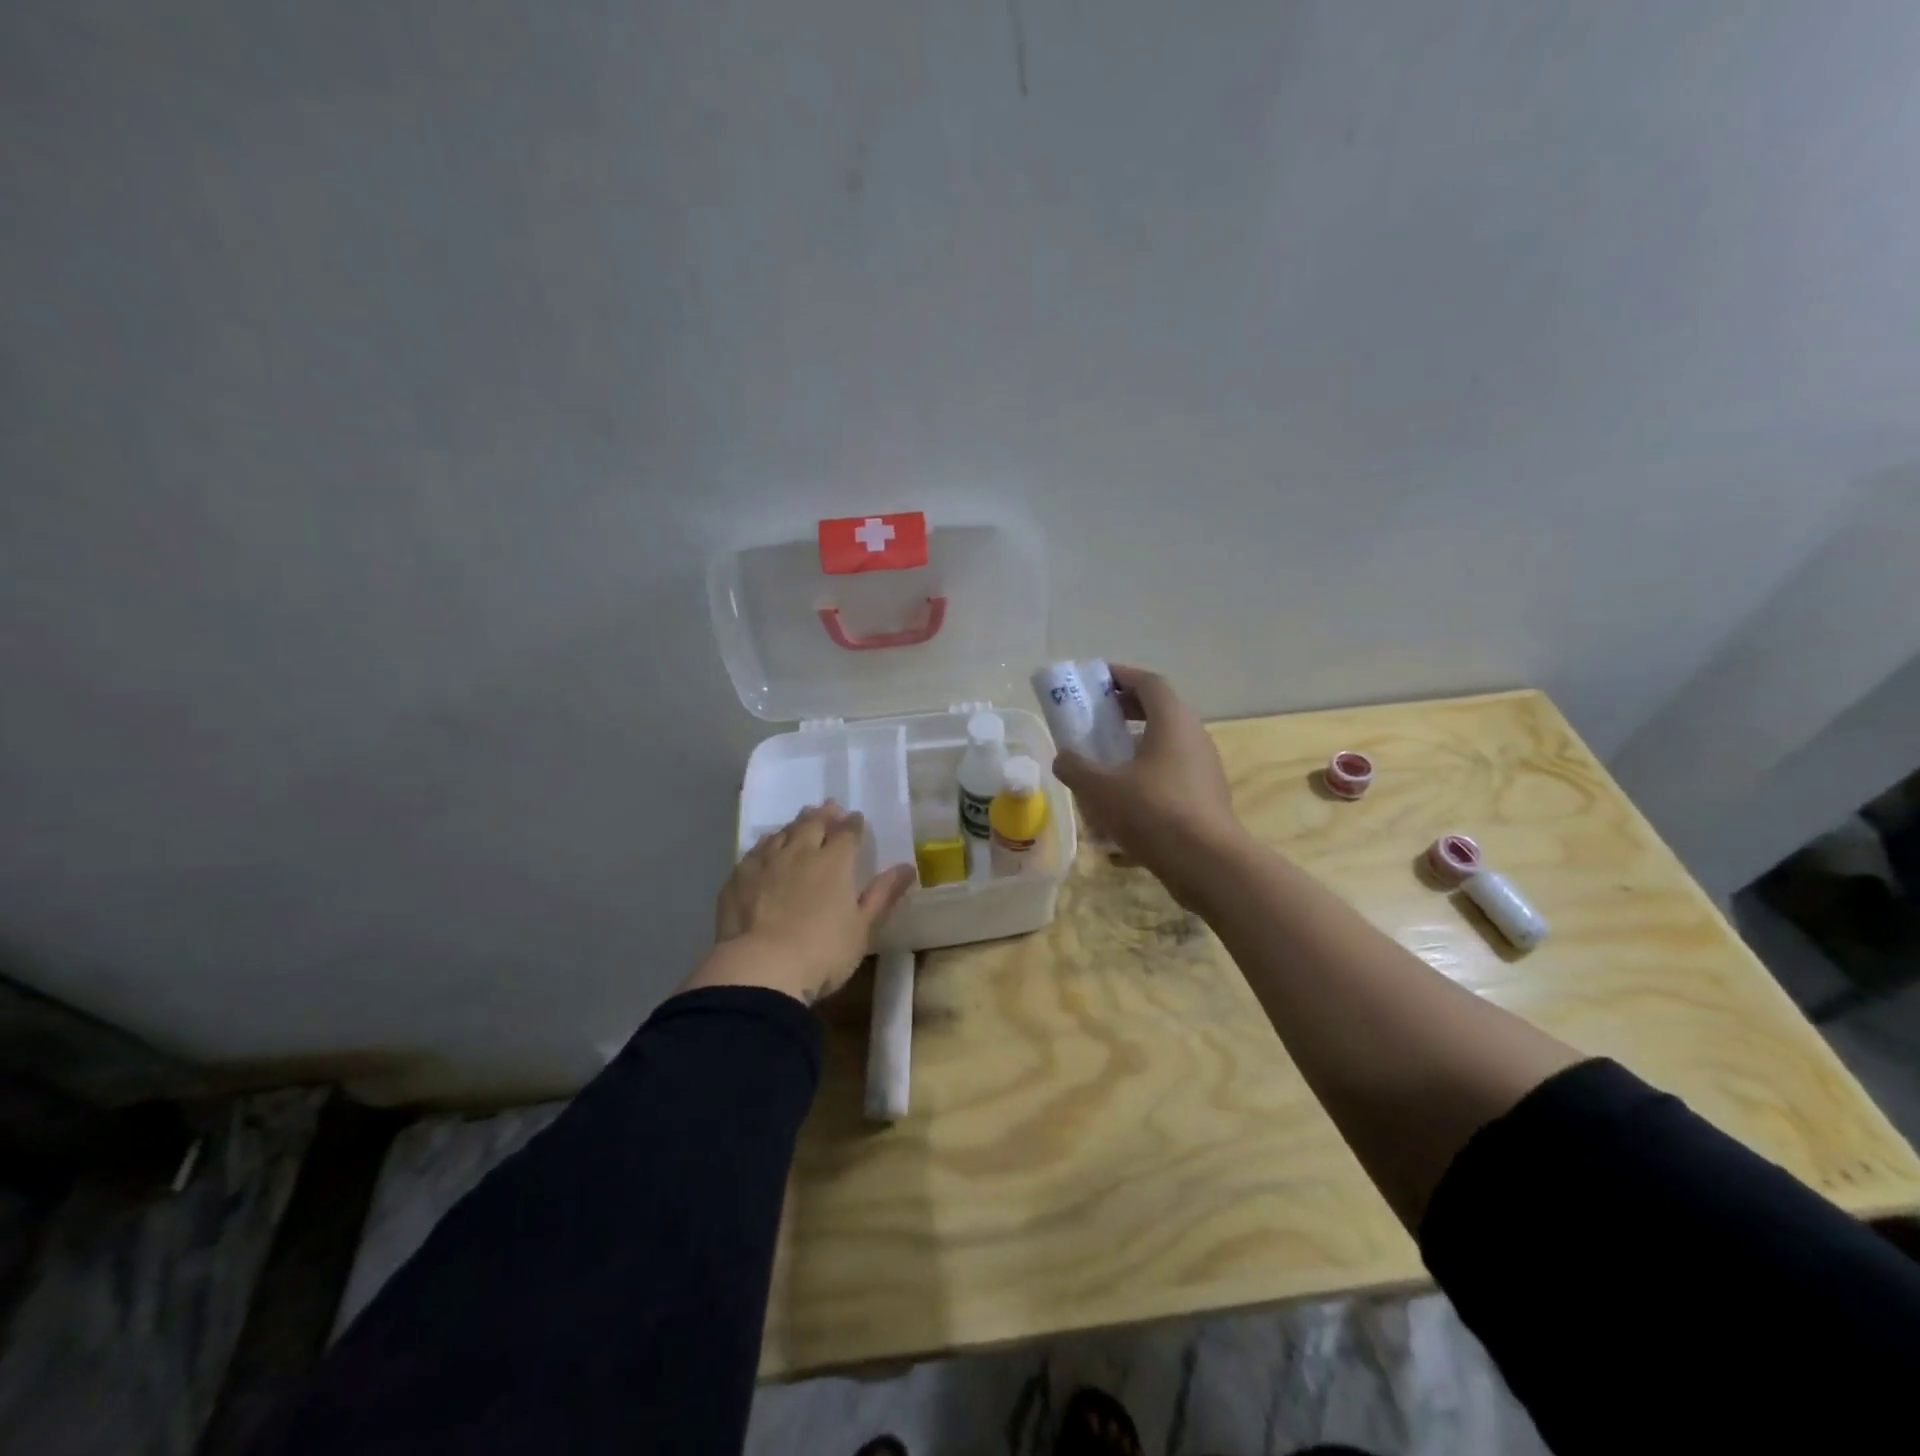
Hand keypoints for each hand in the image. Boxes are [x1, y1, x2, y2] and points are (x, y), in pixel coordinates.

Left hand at [689, 802, 916, 1005]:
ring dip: (795, 824)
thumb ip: (883, 894)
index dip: (854, 824)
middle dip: (825, 814)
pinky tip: (767, 846)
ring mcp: (766, 862)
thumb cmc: (823, 952)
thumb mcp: (862, 927)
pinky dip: (768, 843)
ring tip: (801, 820)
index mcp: (834, 862)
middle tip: (829, 808)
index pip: (847, 832)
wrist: (761, 968)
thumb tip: (907, 867)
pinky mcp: (739, 877)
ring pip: (783, 832)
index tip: (857, 818)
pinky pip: (756, 850)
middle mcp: (800, 852)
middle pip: (813, 824)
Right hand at [1051, 665, 1245, 902]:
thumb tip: (1063, 759)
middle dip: (1124, 710)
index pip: (1149, 682)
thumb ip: (1075, 768)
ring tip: (1104, 762)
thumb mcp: (1101, 789)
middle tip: (1094, 719)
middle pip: (1159, 710)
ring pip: (1166, 744)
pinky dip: (1147, 775)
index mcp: (1172, 721)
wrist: (1207, 863)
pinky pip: (1172, 773)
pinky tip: (1123, 802)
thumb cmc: (1153, 812)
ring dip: (1135, 745)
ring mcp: (1204, 768)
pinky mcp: (1206, 796)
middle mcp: (1193, 737)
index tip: (1095, 680)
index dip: (1121, 676)